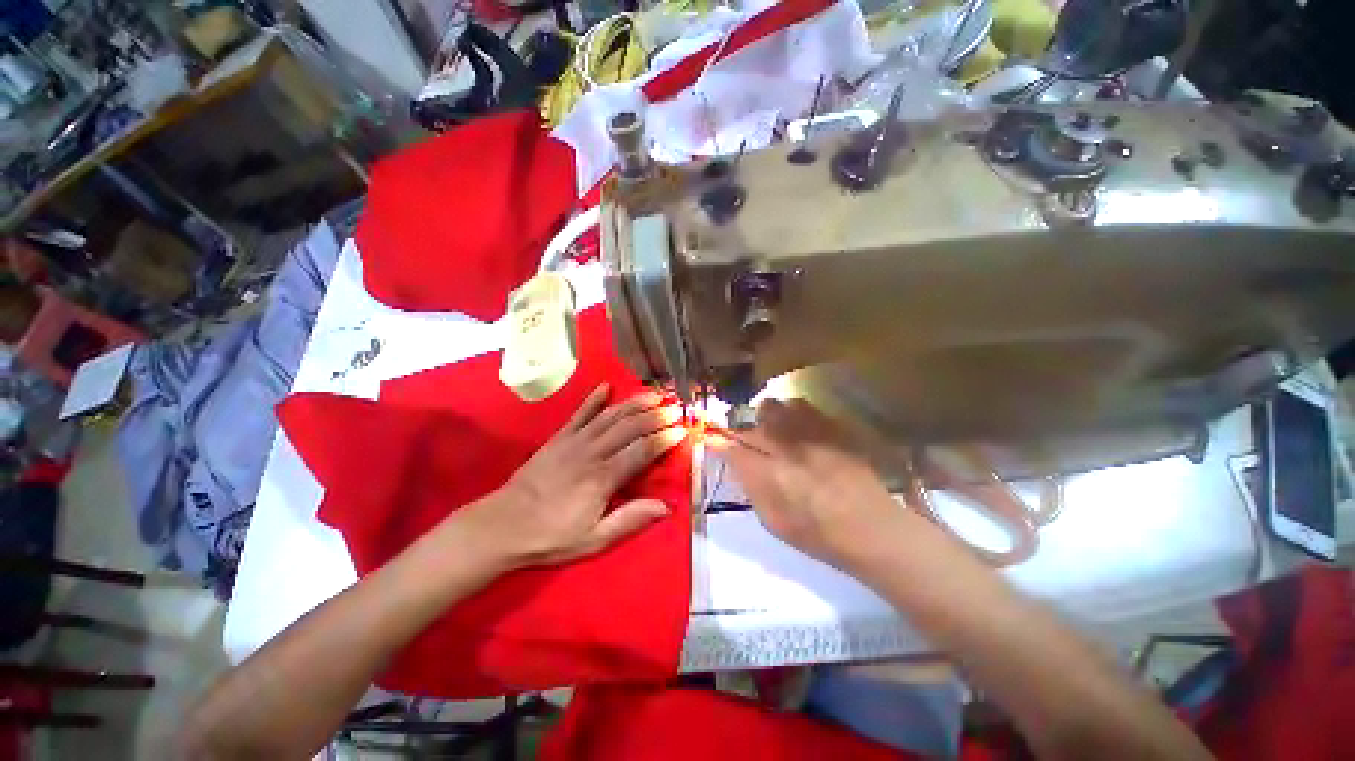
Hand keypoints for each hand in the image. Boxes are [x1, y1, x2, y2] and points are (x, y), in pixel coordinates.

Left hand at [460, 384, 687, 568]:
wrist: (503, 525)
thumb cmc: (551, 536)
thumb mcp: (594, 539)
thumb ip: (630, 519)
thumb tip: (665, 507)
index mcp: (603, 477)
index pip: (642, 450)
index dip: (664, 439)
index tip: (682, 430)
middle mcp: (592, 452)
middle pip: (630, 427)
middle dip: (656, 415)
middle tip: (676, 407)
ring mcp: (574, 441)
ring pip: (610, 416)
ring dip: (634, 403)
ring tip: (654, 394)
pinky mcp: (559, 437)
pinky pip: (580, 413)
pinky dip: (594, 399)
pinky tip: (606, 387)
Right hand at [712, 399, 905, 569]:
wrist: (871, 527)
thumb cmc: (817, 534)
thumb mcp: (773, 521)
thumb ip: (750, 488)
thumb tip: (736, 464)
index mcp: (768, 474)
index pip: (731, 449)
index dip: (717, 442)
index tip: (711, 440)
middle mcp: (786, 446)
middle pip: (752, 421)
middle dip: (742, 428)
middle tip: (748, 441)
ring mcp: (810, 433)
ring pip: (775, 406)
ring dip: (768, 417)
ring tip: (774, 431)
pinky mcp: (830, 426)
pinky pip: (803, 406)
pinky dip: (793, 414)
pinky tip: (799, 428)